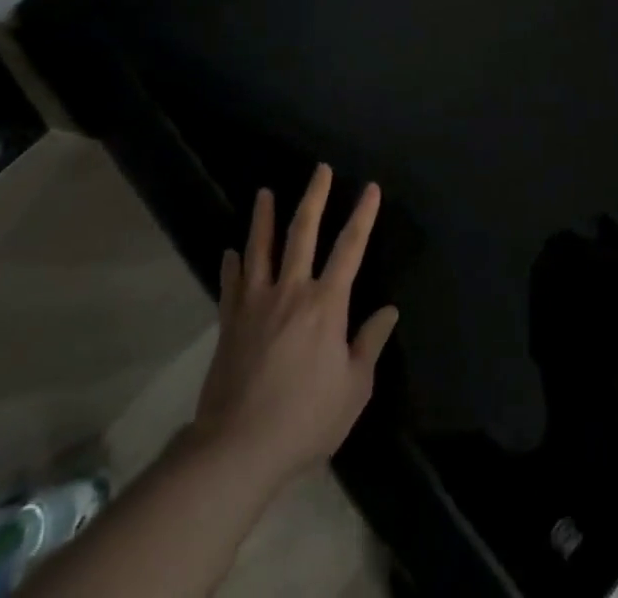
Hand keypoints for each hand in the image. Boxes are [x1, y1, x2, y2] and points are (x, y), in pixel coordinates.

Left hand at [191, 165, 398, 483]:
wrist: (237, 448)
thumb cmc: (305, 419)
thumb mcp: (353, 389)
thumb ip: (370, 344)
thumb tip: (388, 311)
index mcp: (326, 304)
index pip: (350, 248)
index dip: (363, 215)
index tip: (370, 188)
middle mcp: (292, 291)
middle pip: (303, 232)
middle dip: (314, 197)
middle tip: (320, 169)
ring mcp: (256, 303)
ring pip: (261, 248)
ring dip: (264, 218)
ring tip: (264, 193)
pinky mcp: (229, 322)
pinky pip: (231, 284)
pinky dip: (232, 264)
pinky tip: (231, 252)